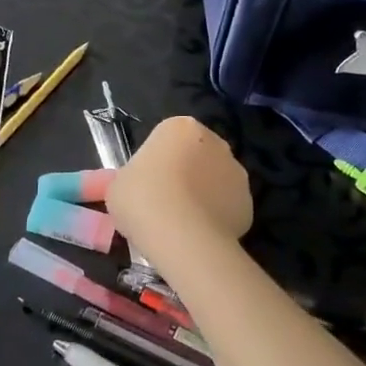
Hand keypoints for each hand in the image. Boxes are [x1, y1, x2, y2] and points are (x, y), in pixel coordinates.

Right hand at [107, 116, 251, 261]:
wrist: (183, 237)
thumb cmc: (142, 200)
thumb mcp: (116, 187)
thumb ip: (126, 180)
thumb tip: (126, 186)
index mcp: (180, 127)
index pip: (166, 139)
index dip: (154, 163)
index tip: (144, 185)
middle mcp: (215, 141)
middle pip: (195, 156)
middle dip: (183, 175)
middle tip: (161, 203)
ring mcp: (236, 172)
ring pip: (214, 181)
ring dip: (201, 195)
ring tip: (180, 224)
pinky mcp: (249, 203)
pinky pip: (226, 206)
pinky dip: (216, 217)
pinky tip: (199, 235)